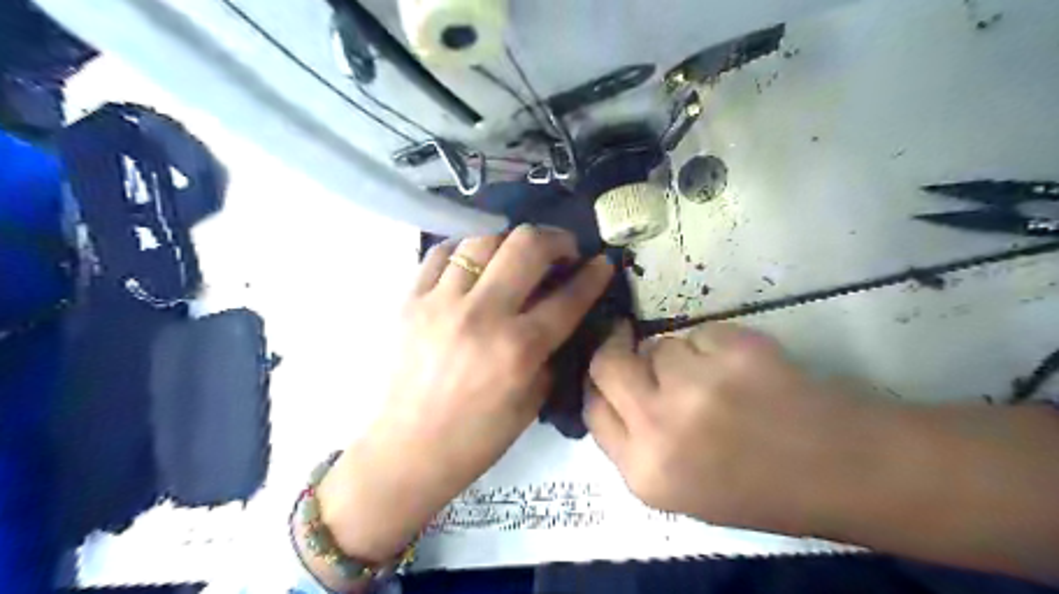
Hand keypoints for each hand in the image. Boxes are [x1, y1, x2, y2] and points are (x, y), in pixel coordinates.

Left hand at [318, 226, 611, 564]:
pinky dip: (465, 249)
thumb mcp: (532, 400)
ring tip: (516, 255)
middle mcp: (482, 316)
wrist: (408, 450)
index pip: (568, 297)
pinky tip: (474, 262)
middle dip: (556, 239)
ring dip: (510, 240)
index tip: (602, 263)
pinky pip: (441, 253)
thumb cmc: (477, 437)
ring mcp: (441, 302)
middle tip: (562, 250)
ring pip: (483, 239)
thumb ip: (551, 351)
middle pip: (526, 246)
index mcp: (518, 349)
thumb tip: (560, 312)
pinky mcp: (410, 300)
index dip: (593, 275)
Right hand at [587, 323, 867, 534]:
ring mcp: (696, 385)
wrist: (842, 470)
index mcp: (645, 471)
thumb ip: (634, 443)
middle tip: (627, 339)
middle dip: (616, 348)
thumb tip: (611, 390)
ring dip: (678, 355)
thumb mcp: (679, 488)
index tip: (610, 369)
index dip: (598, 384)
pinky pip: (699, 333)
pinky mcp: (733, 351)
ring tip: (717, 380)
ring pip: (660, 345)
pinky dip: (714, 345)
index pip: (593, 409)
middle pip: (608, 363)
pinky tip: (743, 371)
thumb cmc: (758, 486)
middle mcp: (659, 427)